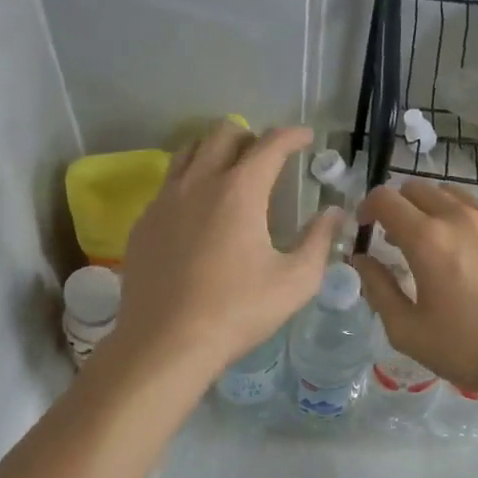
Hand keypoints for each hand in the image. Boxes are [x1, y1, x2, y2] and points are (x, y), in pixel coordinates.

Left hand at [113, 124, 337, 379]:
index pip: (269, 144)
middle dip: (250, 135)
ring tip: (231, 173)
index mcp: (239, 191)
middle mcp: (198, 183)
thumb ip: (319, 240)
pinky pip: (168, 185)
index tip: (306, 138)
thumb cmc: (238, 311)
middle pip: (222, 134)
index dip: (292, 135)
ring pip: (188, 152)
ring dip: (214, 151)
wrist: (166, 343)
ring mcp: (164, 201)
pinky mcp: (143, 224)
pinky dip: (190, 182)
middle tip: (267, 157)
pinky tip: (199, 212)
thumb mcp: (295, 281)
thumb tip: (334, 213)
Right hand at [350, 181, 477, 399]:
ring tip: (436, 243)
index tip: (366, 228)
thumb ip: (377, 288)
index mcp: (427, 239)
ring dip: (433, 209)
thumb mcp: (407, 329)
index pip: (385, 198)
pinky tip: (472, 254)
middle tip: (398, 239)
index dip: (367, 208)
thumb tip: (361, 259)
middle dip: (399, 206)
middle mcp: (460, 216)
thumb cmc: (466, 348)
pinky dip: (465, 220)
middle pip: (417, 188)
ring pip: (453, 194)